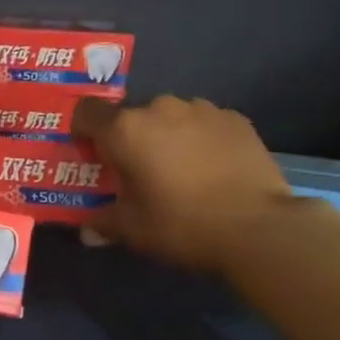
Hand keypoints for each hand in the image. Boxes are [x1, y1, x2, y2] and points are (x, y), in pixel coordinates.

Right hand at [72, 94, 297, 272]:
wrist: (256, 227)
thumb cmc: (179, 224)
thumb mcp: (131, 229)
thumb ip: (102, 222)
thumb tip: (87, 232)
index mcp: (125, 129)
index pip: (87, 112)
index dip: (83, 131)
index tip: (92, 155)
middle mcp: (160, 108)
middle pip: (131, 116)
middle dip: (130, 139)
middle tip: (138, 172)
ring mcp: (202, 109)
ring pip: (170, 117)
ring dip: (166, 136)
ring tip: (180, 170)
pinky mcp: (235, 118)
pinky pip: (204, 124)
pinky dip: (200, 139)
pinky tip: (211, 169)